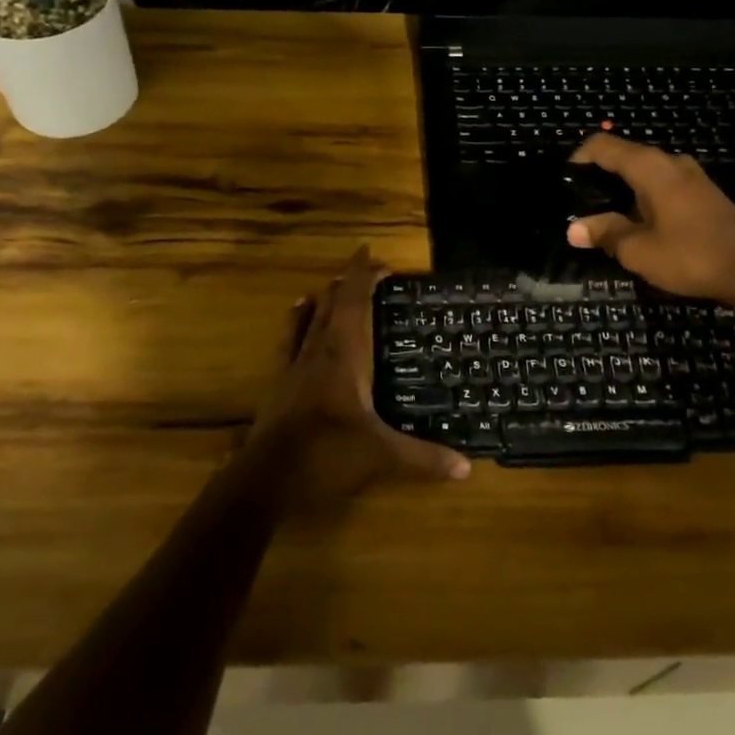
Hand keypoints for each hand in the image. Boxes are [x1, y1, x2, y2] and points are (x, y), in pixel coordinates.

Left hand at [251, 247, 469, 508]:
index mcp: (344, 354)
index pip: (353, 301)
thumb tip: (467, 468)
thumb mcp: (381, 456)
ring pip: (309, 318)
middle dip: (349, 282)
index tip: (375, 255)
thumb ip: (424, 458)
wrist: (267, 479)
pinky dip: (297, 321)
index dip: (363, 275)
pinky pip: (289, 340)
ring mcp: (294, 365)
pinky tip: (296, 313)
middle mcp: (318, 350)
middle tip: (368, 270)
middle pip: (332, 304)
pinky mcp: (279, 383)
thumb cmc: (327, 455)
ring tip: (332, 285)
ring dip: (324, 299)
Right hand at [565, 134, 734, 302]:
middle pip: (624, 156)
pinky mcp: (703, 194)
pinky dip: (642, 196)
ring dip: (621, 189)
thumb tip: (573, 228)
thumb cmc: (691, 256)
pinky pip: (662, 185)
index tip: (563, 181)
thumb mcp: (638, 250)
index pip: (603, 145)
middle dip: (598, 176)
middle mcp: (670, 162)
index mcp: (650, 167)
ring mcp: (691, 176)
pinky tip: (636, 222)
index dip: (578, 158)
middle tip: (578, 203)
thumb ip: (604, 233)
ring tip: (603, 215)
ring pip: (644, 172)